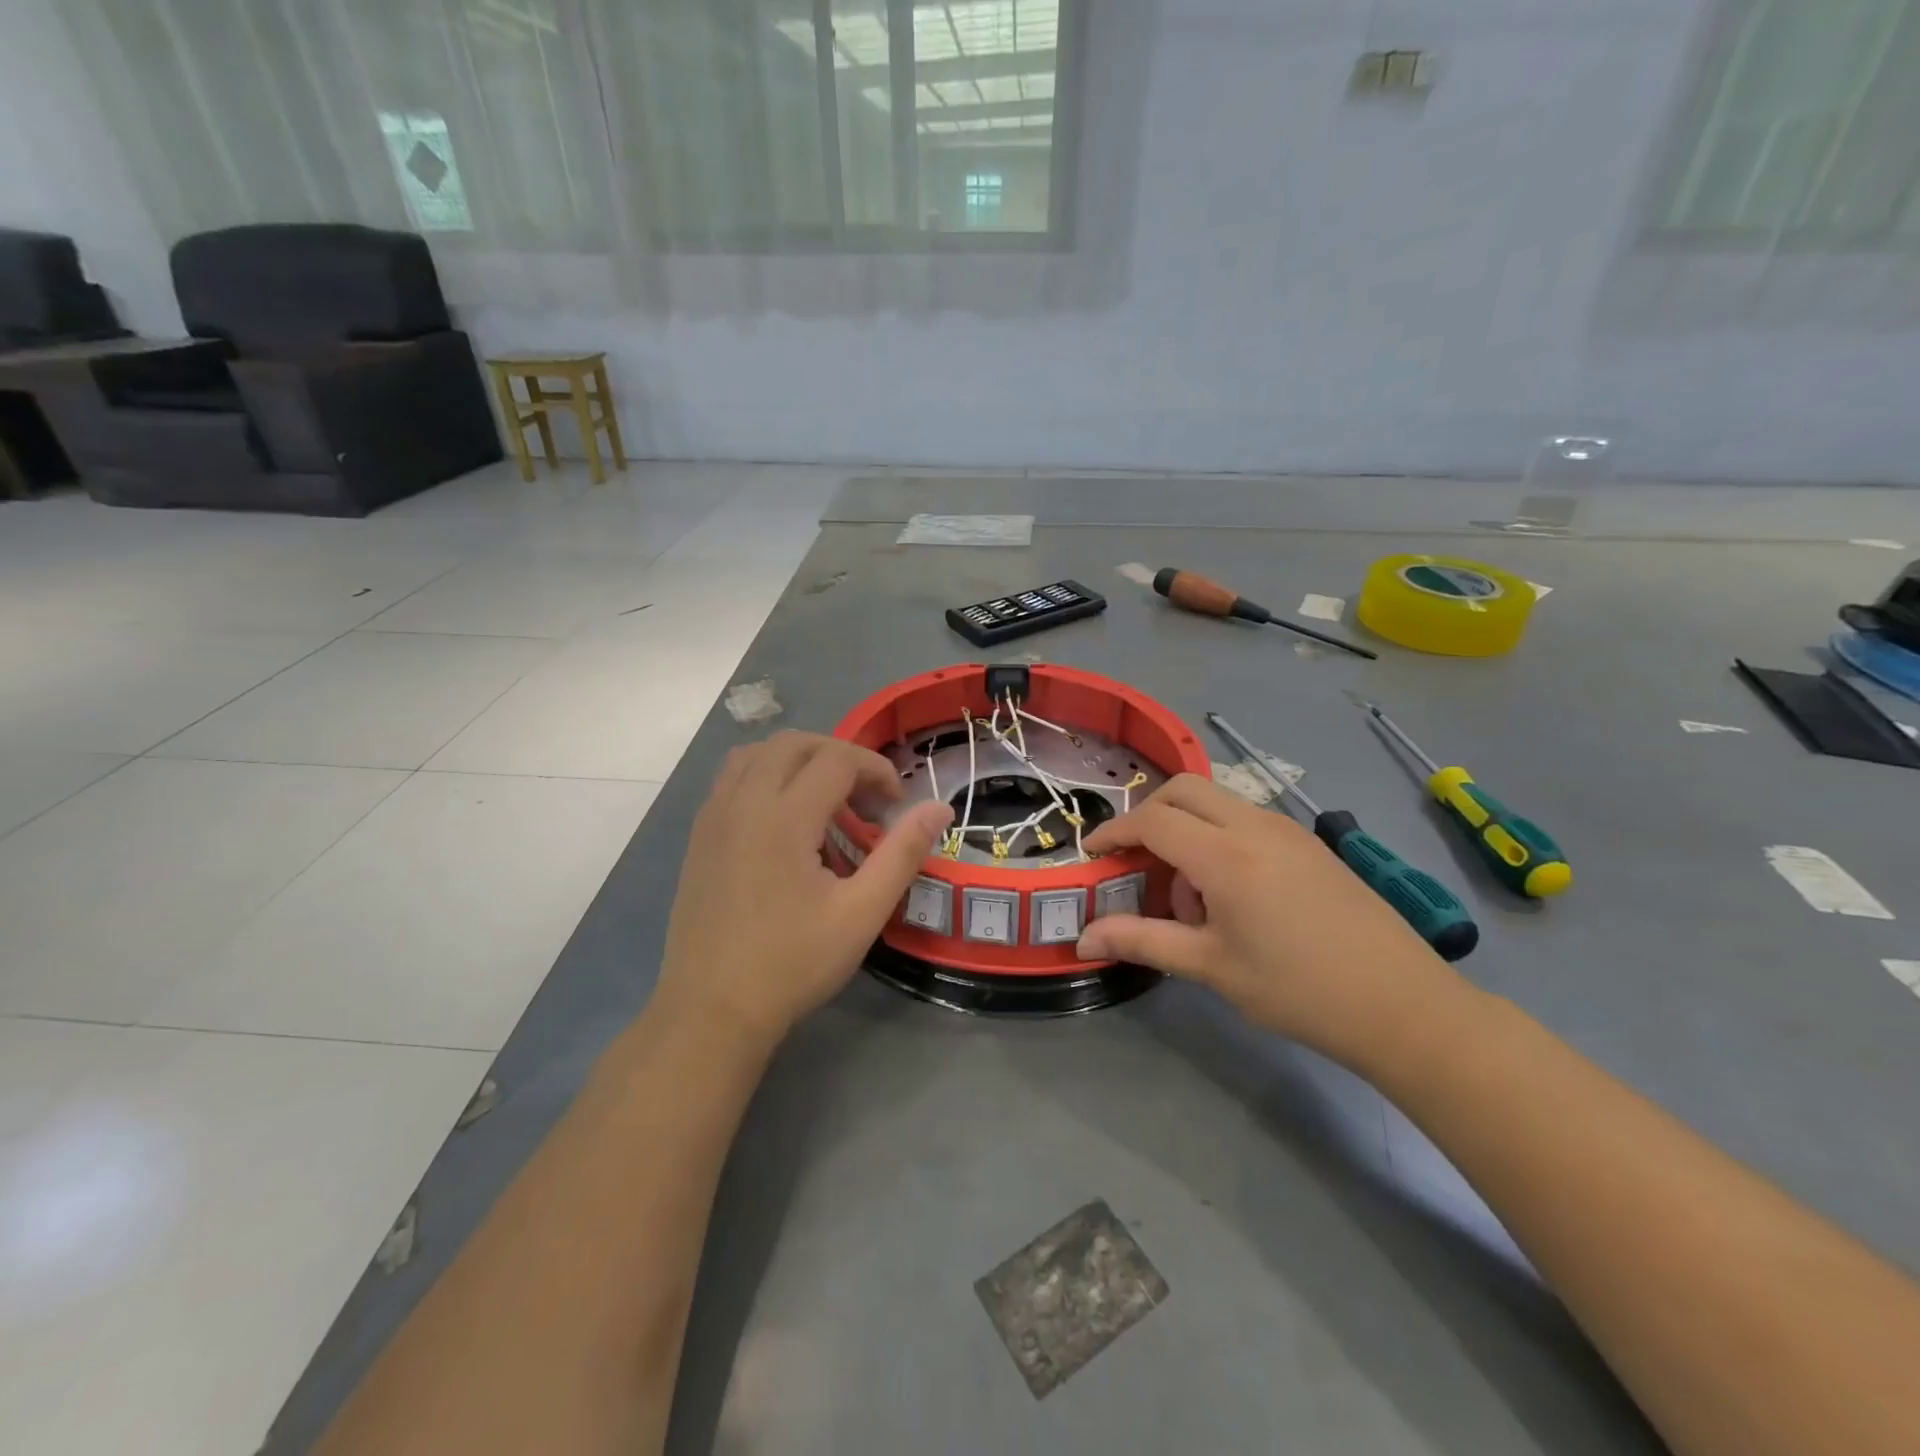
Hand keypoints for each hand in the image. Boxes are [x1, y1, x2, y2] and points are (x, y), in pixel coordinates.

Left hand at [650, 732, 952, 1052]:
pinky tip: (785, 822)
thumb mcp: (861, 914)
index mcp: (783, 818)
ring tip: (825, 801)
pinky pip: (732, 779)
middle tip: (865, 798)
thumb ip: (902, 854)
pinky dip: (766, 777)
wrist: (711, 1012)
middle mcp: (743, 803)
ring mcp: (713, 817)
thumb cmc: (792, 964)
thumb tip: (938, 808)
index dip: (875, 770)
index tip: (896, 804)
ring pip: (757, 754)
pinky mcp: (699, 836)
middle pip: (794, 743)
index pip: (836, 759)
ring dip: (798, 761)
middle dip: (838, 756)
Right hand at [1075, 774, 1466, 1069]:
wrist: (1404, 1006)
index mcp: (1226, 855)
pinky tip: (1229, 893)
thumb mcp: (1211, 967)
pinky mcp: (1309, 844)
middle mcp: (1255, 826)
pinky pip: (1246, 819)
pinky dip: (1218, 836)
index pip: (1152, 820)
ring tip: (1188, 894)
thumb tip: (1084, 939)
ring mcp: (1288, 830)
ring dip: (1186, 827)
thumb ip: (1142, 942)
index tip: (1091, 854)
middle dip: (1147, 815)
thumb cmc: (1298, 990)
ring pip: (1217, 801)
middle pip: (1183, 790)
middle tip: (1134, 860)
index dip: (1114, 832)